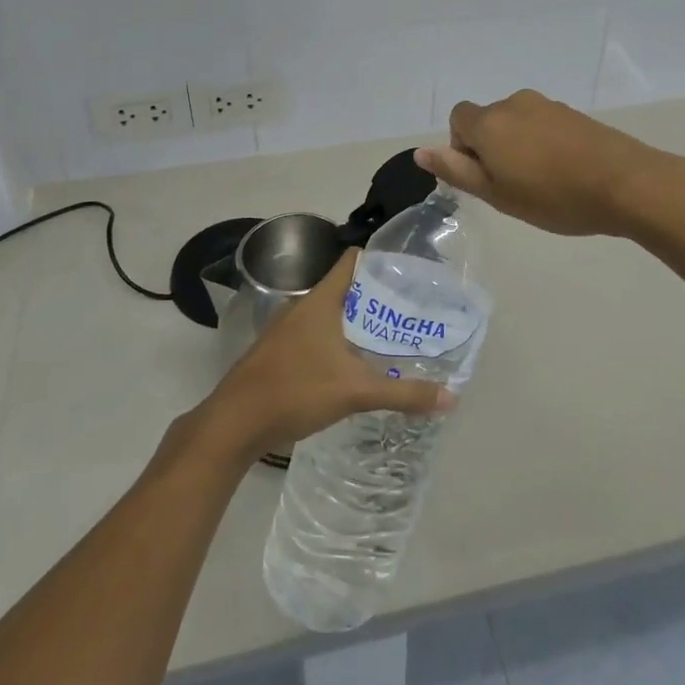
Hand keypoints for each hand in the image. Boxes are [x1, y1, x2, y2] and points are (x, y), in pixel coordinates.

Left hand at [193, 251, 453, 461]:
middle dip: (378, 299)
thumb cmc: (295, 390)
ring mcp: (288, 331)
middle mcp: (303, 308)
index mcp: (320, 301)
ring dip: (358, 324)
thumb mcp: (356, 391)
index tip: (411, 273)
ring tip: (392, 338)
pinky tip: (356, 366)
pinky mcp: (281, 354)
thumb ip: (403, 394)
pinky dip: (340, 343)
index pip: (353, 262)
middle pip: (346, 290)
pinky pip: (318, 337)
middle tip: (413, 312)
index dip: (381, 261)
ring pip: (331, 316)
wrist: (234, 423)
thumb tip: (450, 397)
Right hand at [416, 90, 682, 237]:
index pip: (457, 119)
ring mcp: (548, 105)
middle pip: (488, 120)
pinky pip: (544, 125)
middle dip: (492, 148)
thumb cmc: (553, 196)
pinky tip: (566, 173)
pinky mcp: (575, 114)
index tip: (485, 177)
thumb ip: (457, 170)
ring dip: (519, 146)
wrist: (627, 183)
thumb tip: (421, 151)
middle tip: (513, 187)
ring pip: (517, 123)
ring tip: (543, 183)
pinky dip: (544, 144)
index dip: (463, 147)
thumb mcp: (497, 194)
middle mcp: (515, 103)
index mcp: (490, 122)